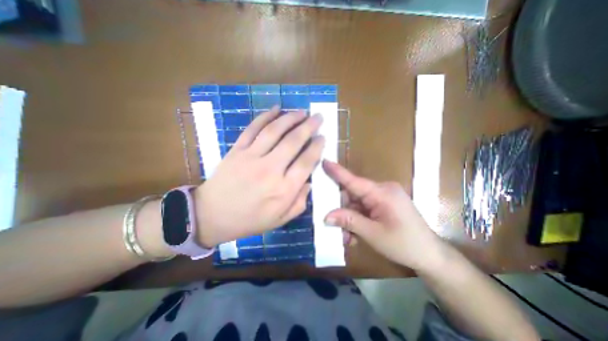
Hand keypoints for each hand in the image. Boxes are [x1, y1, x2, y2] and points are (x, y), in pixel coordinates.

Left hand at [197, 107, 324, 247]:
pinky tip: (276, 108)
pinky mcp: (237, 150)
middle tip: (318, 117)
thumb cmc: (249, 220)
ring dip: (290, 118)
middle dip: (309, 126)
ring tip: (301, 112)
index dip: (317, 146)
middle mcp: (270, 170)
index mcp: (284, 189)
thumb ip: (300, 201)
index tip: (322, 137)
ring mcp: (252, 157)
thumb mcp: (281, 219)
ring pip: (275, 130)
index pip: (306, 162)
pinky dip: (265, 116)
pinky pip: (253, 128)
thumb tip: (309, 181)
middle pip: (293, 141)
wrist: (211, 216)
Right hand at [322, 159, 444, 270]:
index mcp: (382, 193)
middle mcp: (382, 190)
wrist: (431, 256)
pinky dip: (358, 219)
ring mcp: (384, 196)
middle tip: (333, 225)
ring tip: (347, 236)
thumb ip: (349, 221)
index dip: (337, 172)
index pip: (354, 181)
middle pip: (353, 194)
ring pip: (357, 203)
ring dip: (349, 218)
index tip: (324, 161)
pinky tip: (355, 234)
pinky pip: (364, 207)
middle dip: (342, 209)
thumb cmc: (405, 245)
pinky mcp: (384, 204)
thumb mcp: (373, 234)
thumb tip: (327, 216)